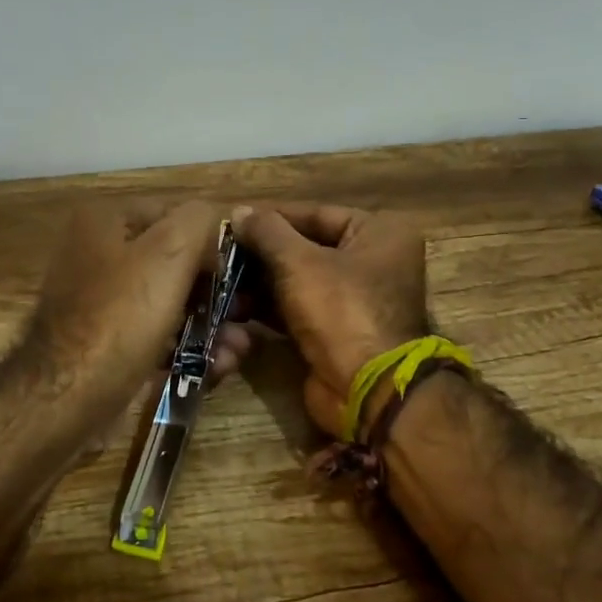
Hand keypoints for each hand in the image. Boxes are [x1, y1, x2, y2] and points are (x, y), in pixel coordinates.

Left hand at [27, 199, 251, 418]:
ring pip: (171, 304)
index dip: (213, 240)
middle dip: (217, 291)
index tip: (242, 272)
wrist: (66, 398)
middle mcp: (100, 255)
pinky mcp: (109, 344)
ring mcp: (102, 303)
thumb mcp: (168, 253)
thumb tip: (217, 221)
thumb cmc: (120, 317)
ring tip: (238, 349)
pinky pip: (157, 336)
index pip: (175, 214)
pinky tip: (218, 366)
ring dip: (210, 324)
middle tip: (247, 314)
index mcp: (106, 221)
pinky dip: (187, 347)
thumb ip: (199, 221)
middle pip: (176, 263)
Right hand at [231, 203, 428, 436]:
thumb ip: (267, 232)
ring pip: (298, 280)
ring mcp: (354, 300)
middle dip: (262, 253)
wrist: (366, 389)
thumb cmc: (341, 311)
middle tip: (221, 253)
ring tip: (221, 280)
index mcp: (379, 233)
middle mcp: (372, 261)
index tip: (232, 220)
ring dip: (260, 282)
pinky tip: (235, 305)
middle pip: (306, 247)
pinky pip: (298, 308)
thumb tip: (239, 212)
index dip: (271, 217)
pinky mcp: (336, 331)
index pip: (316, 213)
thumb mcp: (299, 262)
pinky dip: (269, 307)